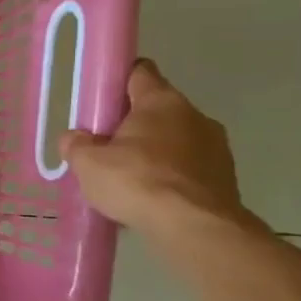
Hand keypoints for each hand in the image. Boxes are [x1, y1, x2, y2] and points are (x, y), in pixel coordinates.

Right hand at [62, 59, 251, 239]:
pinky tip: (151, 199)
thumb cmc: (137, 182)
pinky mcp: (226, 176)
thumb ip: (76, 145)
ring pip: (175, 140)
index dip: (118, 80)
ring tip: (129, 181)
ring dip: (154, 153)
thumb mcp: (88, 164)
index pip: (140, 72)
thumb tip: (75, 138)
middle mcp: (194, 115)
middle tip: (106, 149)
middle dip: (132, 126)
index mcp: (161, 101)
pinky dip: (171, 177)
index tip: (101, 99)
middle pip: (157, 110)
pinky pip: (189, 168)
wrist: (195, 228)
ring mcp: (216, 146)